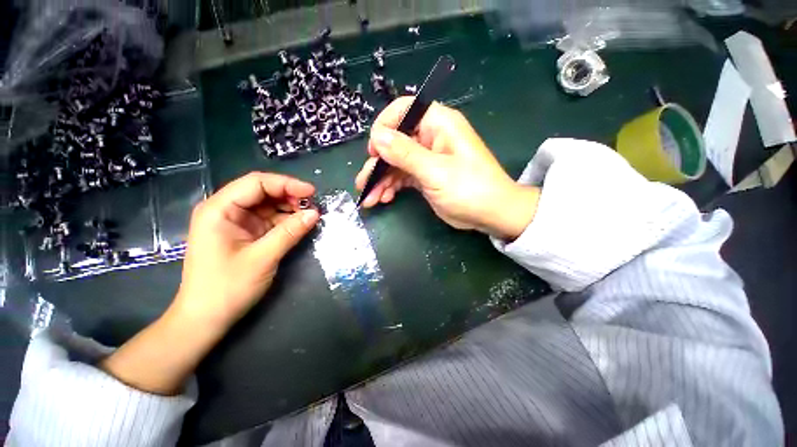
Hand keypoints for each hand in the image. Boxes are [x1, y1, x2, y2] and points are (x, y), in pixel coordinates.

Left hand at [102, 173, 318, 394]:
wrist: (206, 318)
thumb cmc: (226, 288)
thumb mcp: (262, 258)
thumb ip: (290, 233)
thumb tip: (315, 213)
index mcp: (219, 210)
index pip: (256, 183)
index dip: (286, 184)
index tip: (311, 193)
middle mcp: (225, 210)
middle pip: (262, 191)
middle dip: (289, 196)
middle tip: (313, 207)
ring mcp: (236, 222)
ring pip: (268, 205)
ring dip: (289, 208)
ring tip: (310, 216)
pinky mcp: (245, 233)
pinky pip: (269, 220)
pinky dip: (286, 221)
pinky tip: (299, 225)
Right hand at [355, 97, 538, 239]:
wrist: (490, 214)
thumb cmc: (469, 188)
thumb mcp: (436, 171)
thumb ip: (406, 154)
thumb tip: (377, 137)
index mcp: (438, 124)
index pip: (404, 110)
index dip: (385, 126)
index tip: (374, 150)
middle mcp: (430, 137)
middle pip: (395, 141)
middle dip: (378, 163)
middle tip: (364, 183)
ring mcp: (426, 158)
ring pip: (395, 163)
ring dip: (381, 179)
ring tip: (370, 198)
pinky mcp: (425, 176)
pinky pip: (402, 177)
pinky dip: (391, 187)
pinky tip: (383, 199)